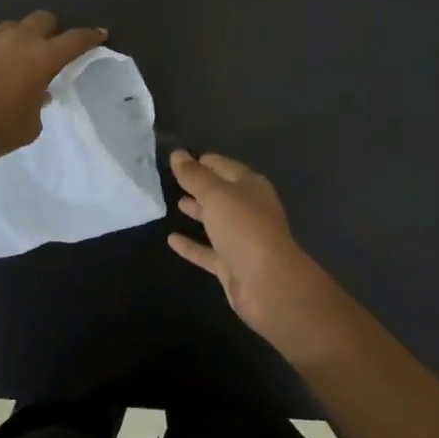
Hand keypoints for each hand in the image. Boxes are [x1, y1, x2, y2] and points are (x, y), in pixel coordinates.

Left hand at [0, 12, 107, 167]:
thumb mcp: (30, 125)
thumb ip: (39, 103)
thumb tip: (38, 92)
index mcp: (42, 58)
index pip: (75, 39)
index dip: (90, 36)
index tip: (99, 34)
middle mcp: (18, 39)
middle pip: (43, 18)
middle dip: (51, 30)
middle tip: (49, 48)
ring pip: (11, 26)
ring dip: (19, 38)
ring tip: (13, 59)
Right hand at [167, 151, 357, 367]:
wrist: (267, 283)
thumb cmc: (244, 227)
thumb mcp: (216, 194)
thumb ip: (195, 176)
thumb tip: (177, 154)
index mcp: (251, 187)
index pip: (225, 166)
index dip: (206, 161)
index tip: (182, 158)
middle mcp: (248, 210)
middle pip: (222, 193)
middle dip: (201, 185)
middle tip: (176, 178)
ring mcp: (241, 238)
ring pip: (216, 221)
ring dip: (199, 212)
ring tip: (176, 203)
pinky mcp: (231, 264)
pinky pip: (207, 251)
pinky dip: (191, 245)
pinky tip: (171, 240)